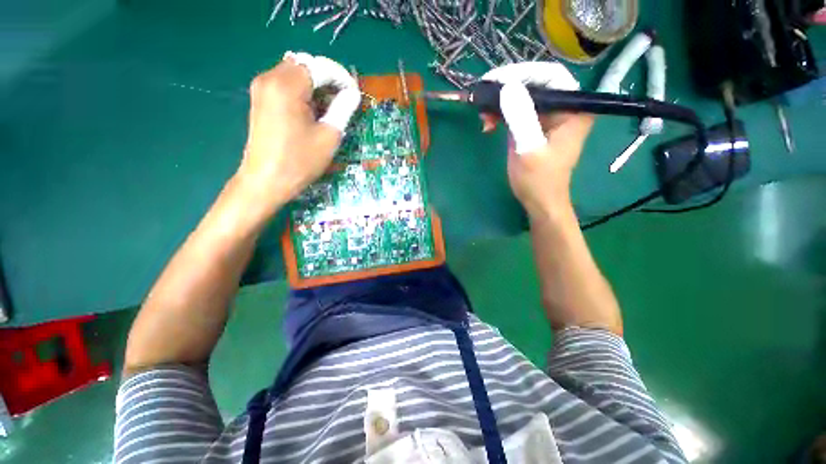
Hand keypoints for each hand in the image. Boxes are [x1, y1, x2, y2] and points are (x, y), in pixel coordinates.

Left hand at [235, 52, 359, 218]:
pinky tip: (311, 112)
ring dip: (315, 86)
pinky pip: (285, 85)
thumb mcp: (328, 136)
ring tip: (329, 109)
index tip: (355, 94)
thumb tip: (353, 94)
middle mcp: (270, 78)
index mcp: (287, 86)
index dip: (341, 78)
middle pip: (306, 66)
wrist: (266, 181)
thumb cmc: (300, 161)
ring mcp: (262, 88)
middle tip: (343, 102)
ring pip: (295, 74)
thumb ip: (343, 109)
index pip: (320, 67)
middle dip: (328, 80)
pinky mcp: (260, 99)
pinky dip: (302, 92)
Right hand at [480, 62, 593, 218]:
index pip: (551, 76)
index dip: (523, 72)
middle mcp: (564, 107)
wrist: (539, 201)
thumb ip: (521, 118)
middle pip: (535, 84)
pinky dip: (501, 115)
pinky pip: (517, 112)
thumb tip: (507, 87)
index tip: (495, 79)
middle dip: (507, 89)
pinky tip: (488, 123)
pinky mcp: (534, 127)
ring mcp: (548, 117)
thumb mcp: (529, 149)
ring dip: (501, 103)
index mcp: (573, 109)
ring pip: (523, 97)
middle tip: (484, 96)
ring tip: (483, 115)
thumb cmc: (539, 180)